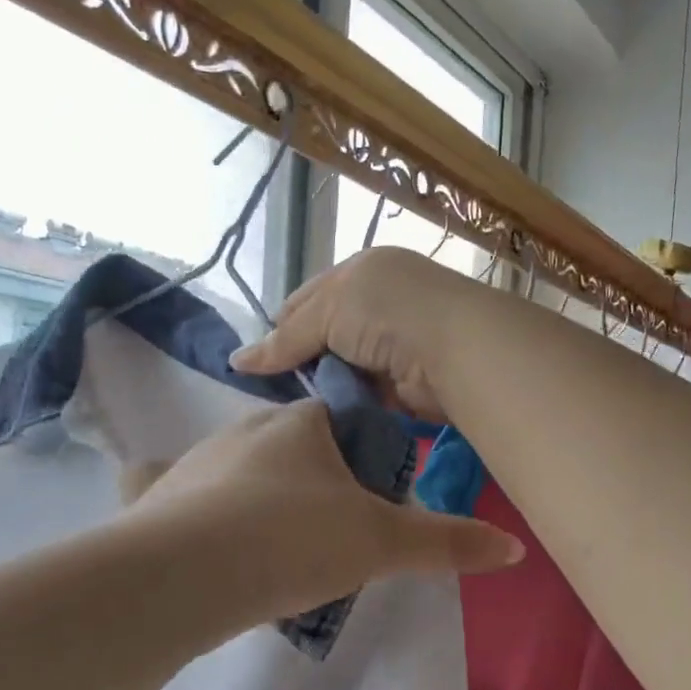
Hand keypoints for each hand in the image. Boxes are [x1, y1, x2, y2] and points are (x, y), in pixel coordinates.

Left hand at [131, 400, 521, 620]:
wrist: (190, 573)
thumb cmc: (294, 540)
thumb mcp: (381, 545)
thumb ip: (447, 543)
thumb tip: (514, 549)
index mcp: (299, 426)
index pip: (338, 421)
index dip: (359, 456)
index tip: (368, 503)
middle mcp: (243, 429)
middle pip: (288, 446)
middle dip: (309, 481)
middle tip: (325, 538)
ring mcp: (193, 461)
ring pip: (236, 470)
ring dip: (255, 497)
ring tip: (272, 553)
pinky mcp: (153, 496)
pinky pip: (166, 485)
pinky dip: (178, 497)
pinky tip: (186, 524)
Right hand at [229, 248, 489, 421]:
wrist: (454, 347)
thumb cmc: (386, 312)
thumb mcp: (327, 311)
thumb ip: (285, 339)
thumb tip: (236, 362)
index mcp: (361, 272)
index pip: (307, 299)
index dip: (281, 328)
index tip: (258, 362)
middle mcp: (379, 304)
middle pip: (324, 336)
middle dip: (301, 361)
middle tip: (274, 391)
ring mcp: (395, 344)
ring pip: (343, 368)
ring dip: (324, 386)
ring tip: (295, 408)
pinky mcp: (406, 382)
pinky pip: (365, 394)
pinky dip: (347, 403)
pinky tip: (325, 417)